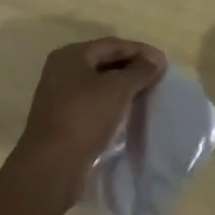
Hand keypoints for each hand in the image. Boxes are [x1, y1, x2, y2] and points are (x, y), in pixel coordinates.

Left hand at [11, 37, 165, 209]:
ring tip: (146, 95)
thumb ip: (140, 70)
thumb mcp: (118, 89)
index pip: (113, 45)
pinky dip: (111, 105)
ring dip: (123, 88)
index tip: (163, 62)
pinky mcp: (62, 122)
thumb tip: (156, 61)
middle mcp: (62, 71)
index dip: (140, 51)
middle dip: (132, 69)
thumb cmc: (84, 117)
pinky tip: (127, 114)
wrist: (51, 169)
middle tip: (157, 78)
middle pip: (104, 62)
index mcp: (71, 55)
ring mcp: (59, 98)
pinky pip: (93, 105)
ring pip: (99, 85)